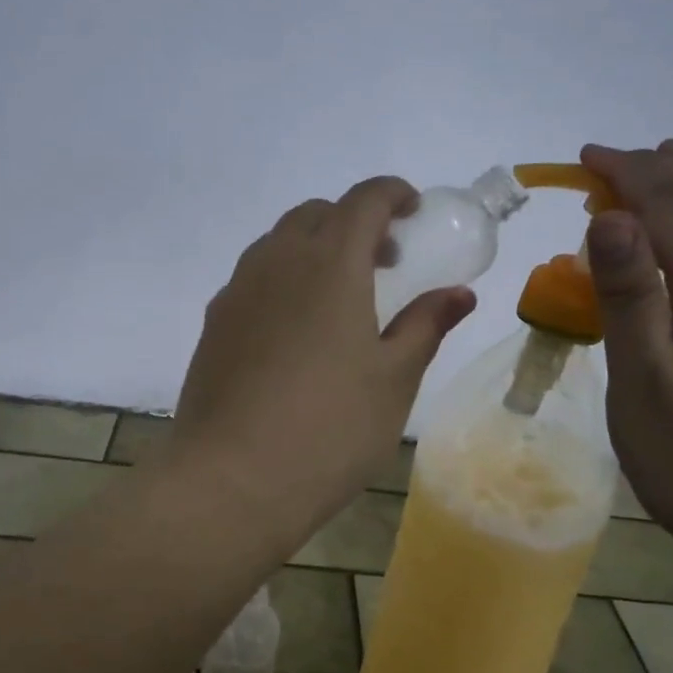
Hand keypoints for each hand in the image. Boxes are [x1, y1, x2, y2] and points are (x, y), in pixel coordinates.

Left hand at [166, 177, 476, 542]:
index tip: (413, 211)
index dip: (393, 193)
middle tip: (383, 263)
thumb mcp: (393, 380)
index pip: (364, 199)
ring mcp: (238, 290)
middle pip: (317, 213)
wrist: (230, 479)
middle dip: (354, 221)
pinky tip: (295, 330)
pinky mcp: (214, 322)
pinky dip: (283, 278)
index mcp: (330, 263)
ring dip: (315, 248)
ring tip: (340, 298)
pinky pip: (254, 277)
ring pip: (279, 242)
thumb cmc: (329, 429)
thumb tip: (458, 293)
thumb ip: (425, 325)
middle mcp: (277, 261)